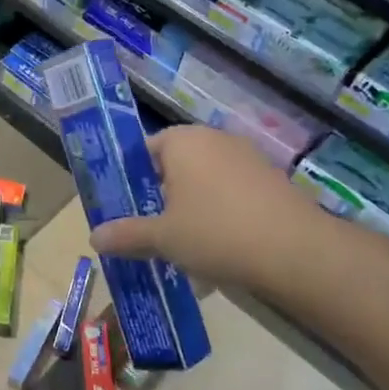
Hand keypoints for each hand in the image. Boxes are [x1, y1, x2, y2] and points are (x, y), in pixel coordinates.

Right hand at [88, 126, 322, 292]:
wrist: (295, 250)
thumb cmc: (215, 232)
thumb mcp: (163, 237)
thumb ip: (127, 234)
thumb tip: (94, 237)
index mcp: (183, 141)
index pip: (144, 149)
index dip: (130, 178)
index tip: (124, 207)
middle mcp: (214, 139)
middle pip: (175, 165)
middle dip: (161, 197)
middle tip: (149, 230)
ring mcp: (247, 158)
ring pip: (205, 182)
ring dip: (191, 208)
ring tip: (182, 246)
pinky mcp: (271, 180)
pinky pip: (232, 194)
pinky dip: (220, 215)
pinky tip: (218, 249)